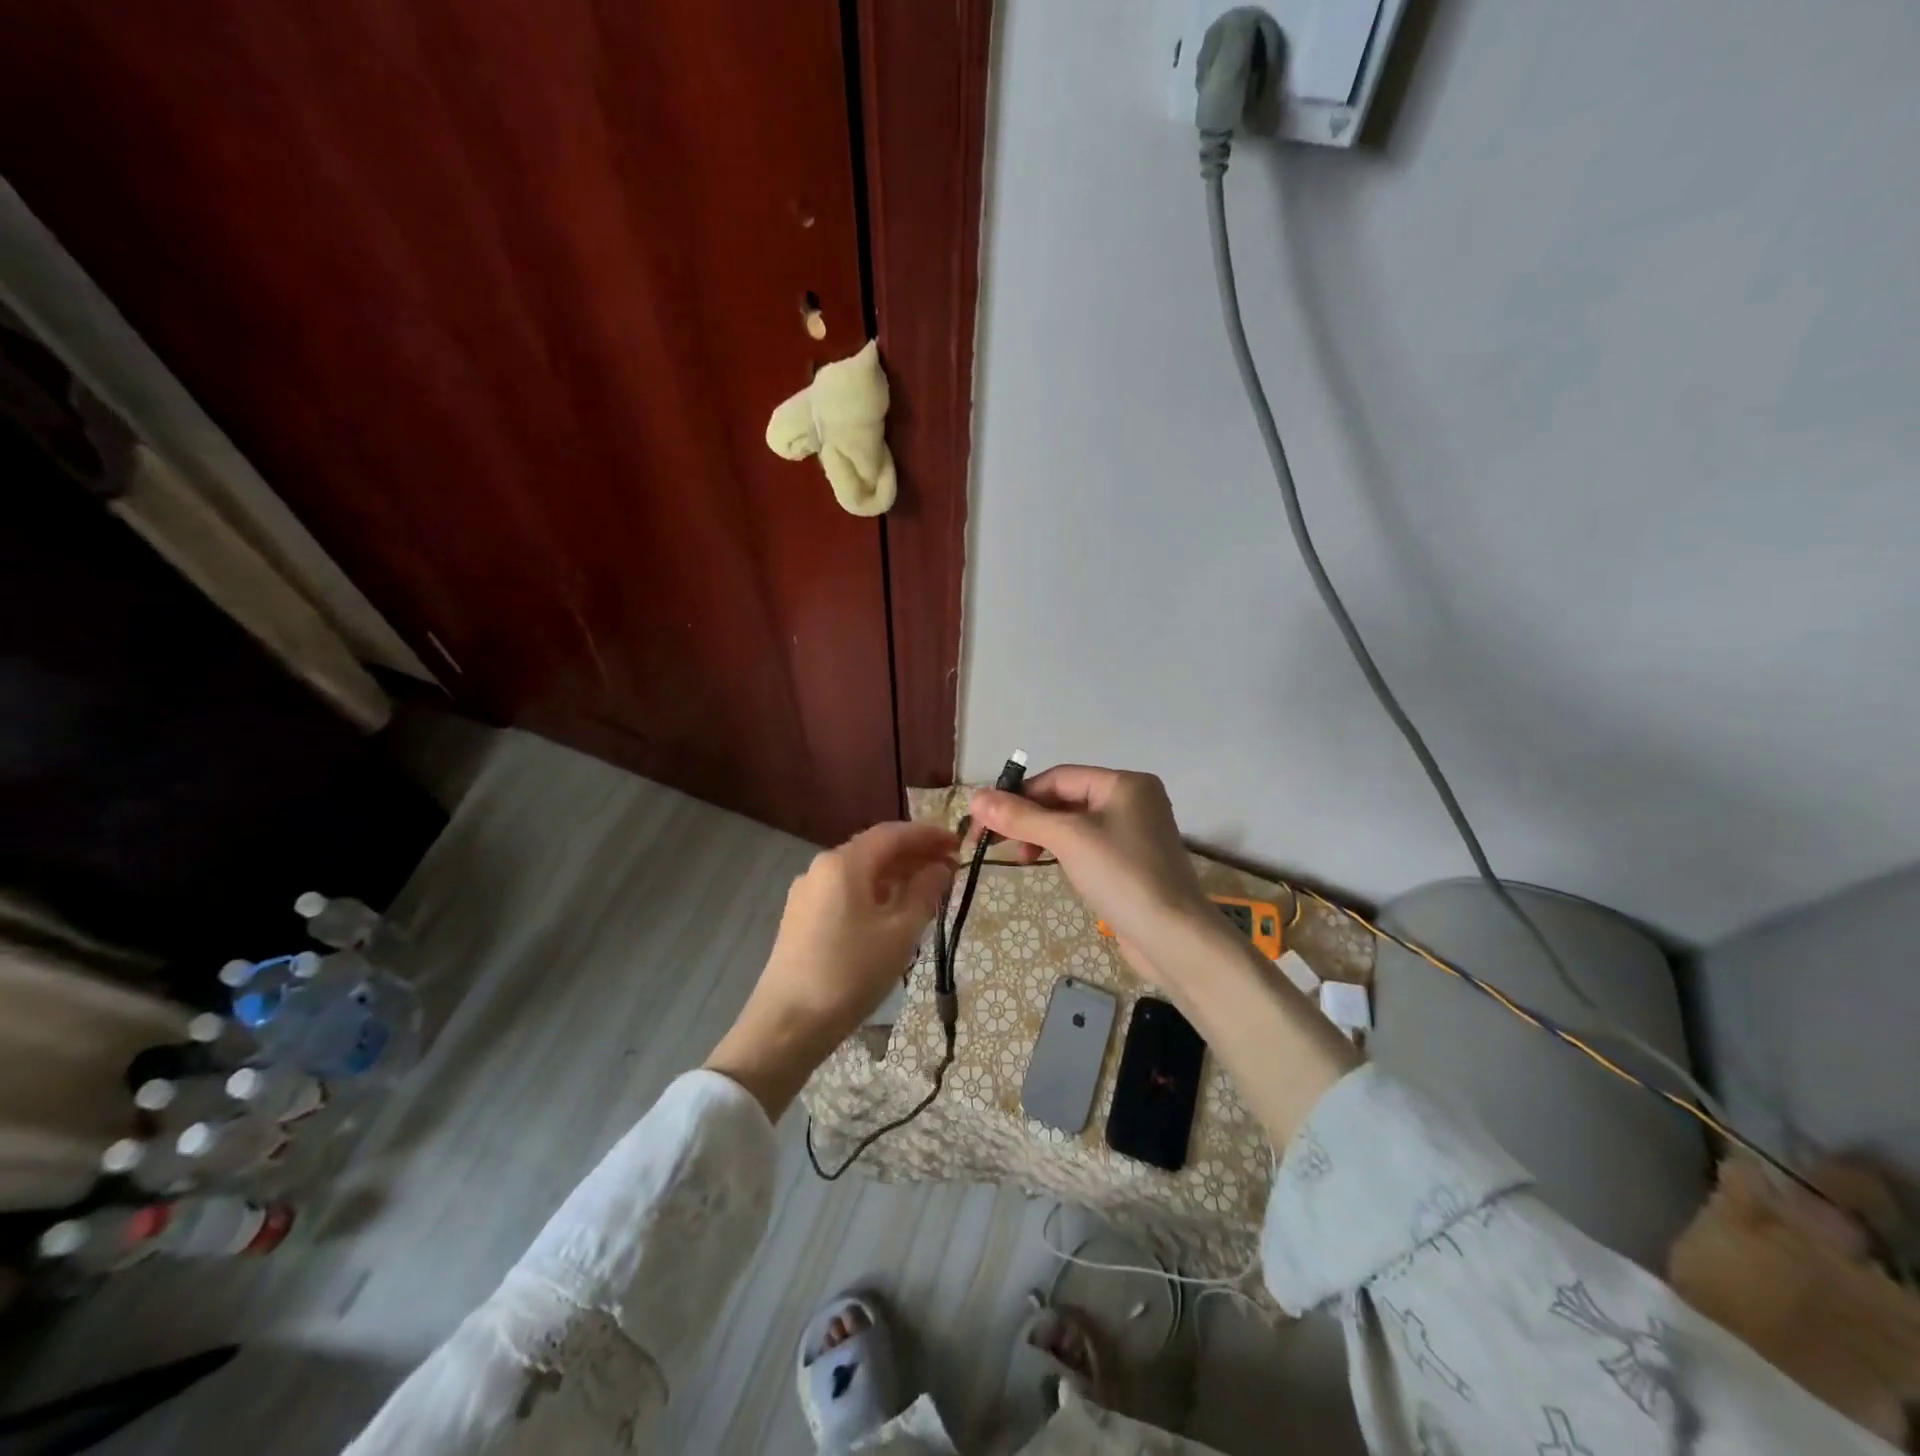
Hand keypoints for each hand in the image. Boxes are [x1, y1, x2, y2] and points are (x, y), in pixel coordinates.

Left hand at [707, 822, 956, 1116]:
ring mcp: (807, 892)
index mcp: (844, 863)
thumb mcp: (899, 933)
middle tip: (949, 868)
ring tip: (928, 891)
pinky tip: (892, 911)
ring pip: (859, 872)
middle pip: (874, 849)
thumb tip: (941, 868)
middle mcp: (822, 867)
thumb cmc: (851, 972)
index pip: (893, 834)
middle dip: (913, 855)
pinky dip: (874, 892)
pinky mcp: (801, 916)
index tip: (957, 845)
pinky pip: (845, 891)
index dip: (928, 835)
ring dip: (895, 875)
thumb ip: (924, 893)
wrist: (789, 1023)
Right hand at [969, 766, 1221, 987]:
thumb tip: (975, 798)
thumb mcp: (1067, 840)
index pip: (1059, 777)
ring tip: (1023, 857)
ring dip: (1044, 835)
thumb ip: (1020, 817)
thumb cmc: (1122, 876)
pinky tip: (1049, 865)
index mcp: (1125, 783)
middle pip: (1066, 798)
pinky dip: (1064, 851)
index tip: (986, 820)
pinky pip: (1089, 844)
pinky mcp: (1134, 862)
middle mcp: (1134, 800)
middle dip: (1030, 818)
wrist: (1173, 938)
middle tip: (997, 842)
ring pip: (1075, 823)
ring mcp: (1136, 832)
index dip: (1019, 795)